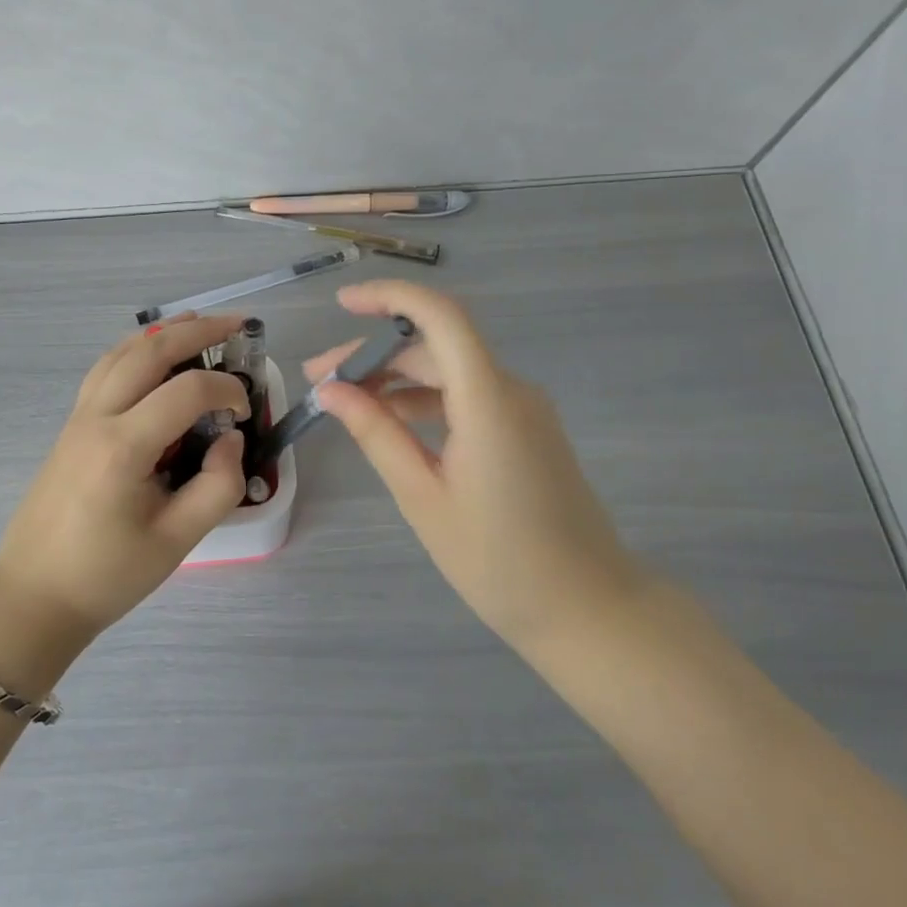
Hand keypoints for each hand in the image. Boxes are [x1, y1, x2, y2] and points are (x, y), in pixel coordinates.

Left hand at [0, 313, 250, 649]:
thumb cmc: (108, 575)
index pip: (186, 392)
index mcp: (123, 447)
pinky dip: (133, 350)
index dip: (227, 391)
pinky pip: (103, 370)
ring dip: (161, 333)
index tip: (246, 411)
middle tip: (236, 324)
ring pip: (120, 353)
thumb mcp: (177, 541)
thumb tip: (229, 438)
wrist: (35, 597)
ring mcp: (77, 418)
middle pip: (148, 352)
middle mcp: (96, 418)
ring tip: (197, 323)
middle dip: (196, 331)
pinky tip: (152, 354)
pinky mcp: (70, 426)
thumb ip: (218, 486)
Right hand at [306, 281, 648, 659]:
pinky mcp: (526, 431)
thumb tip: (330, 390)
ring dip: (394, 381)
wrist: (589, 610)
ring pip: (448, 372)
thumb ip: (376, 434)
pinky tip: (389, 424)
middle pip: (434, 348)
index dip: (390, 297)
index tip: (343, 304)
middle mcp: (511, 390)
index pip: (440, 317)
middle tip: (318, 380)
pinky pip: (467, 397)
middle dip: (373, 356)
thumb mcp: (422, 497)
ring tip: (342, 403)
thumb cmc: (499, 562)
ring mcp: (523, 410)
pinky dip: (424, 402)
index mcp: (488, 401)